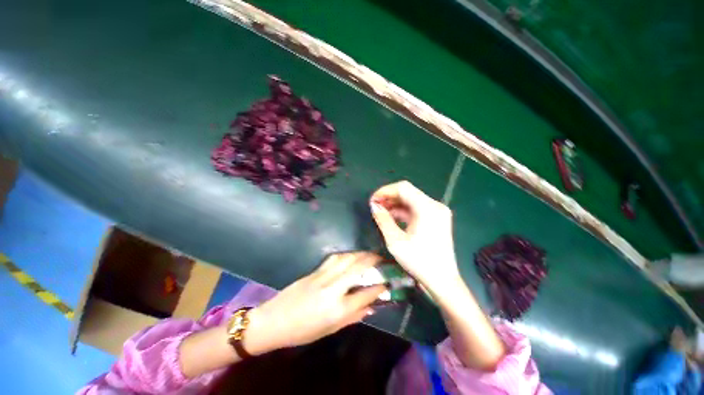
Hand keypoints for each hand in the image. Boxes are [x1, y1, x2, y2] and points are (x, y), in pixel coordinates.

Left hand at [244, 252, 385, 354]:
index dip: (380, 286)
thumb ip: (353, 317)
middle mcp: (333, 288)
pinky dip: (347, 255)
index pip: (366, 293)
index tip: (388, 281)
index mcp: (338, 308)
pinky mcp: (315, 270)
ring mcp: (323, 276)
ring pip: (347, 258)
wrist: (274, 320)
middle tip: (383, 259)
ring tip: (370, 255)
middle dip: (374, 261)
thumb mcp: (330, 329)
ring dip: (361, 254)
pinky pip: (335, 258)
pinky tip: (351, 256)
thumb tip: (372, 307)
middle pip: (358, 268)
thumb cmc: (303, 331)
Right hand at [370, 181, 460, 293]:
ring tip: (381, 212)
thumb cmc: (419, 261)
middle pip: (408, 192)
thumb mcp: (395, 241)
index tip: (372, 201)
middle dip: (389, 197)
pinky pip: (417, 209)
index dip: (385, 191)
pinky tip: (392, 218)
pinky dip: (403, 211)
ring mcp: (437, 211)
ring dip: (395, 204)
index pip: (403, 188)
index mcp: (427, 208)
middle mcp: (435, 205)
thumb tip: (374, 206)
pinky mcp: (437, 218)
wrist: (442, 280)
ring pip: (411, 200)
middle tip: (375, 206)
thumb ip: (383, 220)